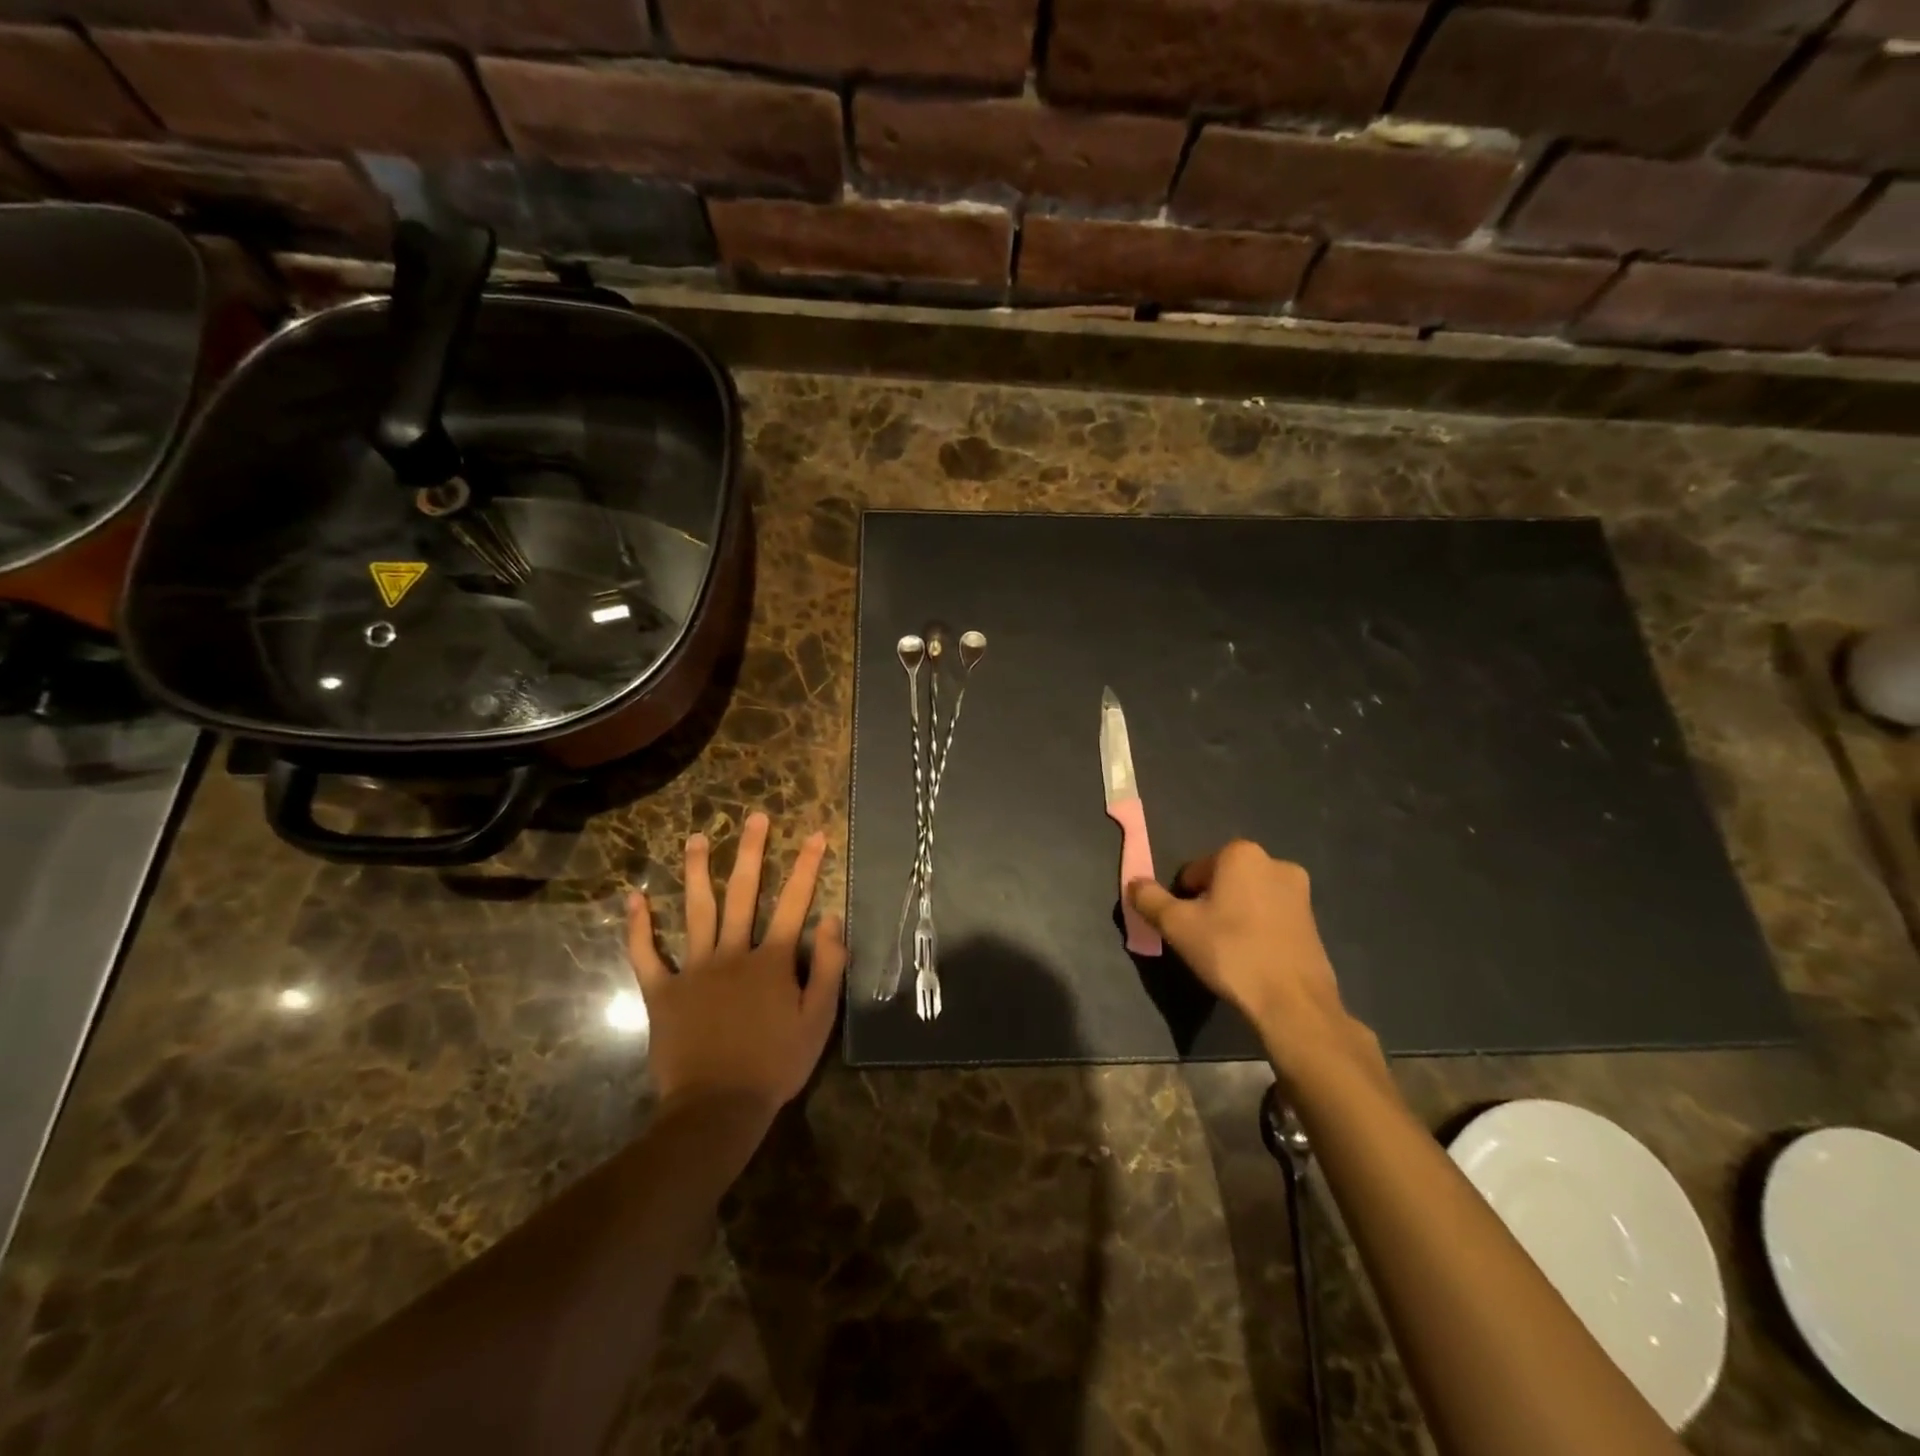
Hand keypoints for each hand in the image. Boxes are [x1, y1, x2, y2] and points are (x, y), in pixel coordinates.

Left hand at [627, 812, 846, 1118]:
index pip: (794, 903)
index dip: (808, 867)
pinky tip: (634, 898)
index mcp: (772, 960)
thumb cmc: (775, 1064)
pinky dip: (638, 927)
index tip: (817, 835)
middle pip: (744, 894)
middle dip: (752, 853)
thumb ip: (828, 967)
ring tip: (697, 839)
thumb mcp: (818, 1019)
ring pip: (696, 911)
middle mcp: (733, 953)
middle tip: (755, 818)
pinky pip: (646, 955)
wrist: (718, 1107)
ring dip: (697, 872)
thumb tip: (833, 919)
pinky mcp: (662, 992)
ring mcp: (694, 970)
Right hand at [1127, 841, 1378, 1081]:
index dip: (1183, 900)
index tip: (1186, 928)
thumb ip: (1149, 899)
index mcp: (1241, 853)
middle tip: (1204, 939)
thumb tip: (1134, 883)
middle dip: (1210, 904)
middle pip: (1223, 881)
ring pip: (1248, 898)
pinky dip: (1257, 929)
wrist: (1292, 1001)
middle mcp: (1275, 862)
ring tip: (1229, 951)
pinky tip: (1253, 958)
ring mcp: (1300, 891)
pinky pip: (1271, 916)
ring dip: (1234, 916)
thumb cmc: (1230, 952)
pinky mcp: (1314, 920)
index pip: (1193, 872)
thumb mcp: (1176, 925)